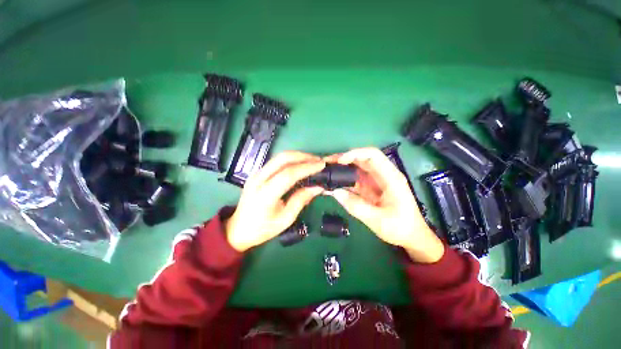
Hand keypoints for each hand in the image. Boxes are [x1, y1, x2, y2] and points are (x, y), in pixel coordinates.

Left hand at [225, 151, 325, 251]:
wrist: (238, 229)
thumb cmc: (262, 229)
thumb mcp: (285, 219)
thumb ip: (301, 200)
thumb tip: (318, 187)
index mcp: (265, 194)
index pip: (288, 174)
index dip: (306, 168)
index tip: (321, 165)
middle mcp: (259, 179)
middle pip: (283, 159)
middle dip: (303, 156)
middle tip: (318, 160)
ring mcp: (256, 174)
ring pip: (279, 157)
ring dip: (297, 156)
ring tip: (312, 161)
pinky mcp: (257, 173)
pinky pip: (276, 161)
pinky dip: (291, 160)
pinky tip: (300, 164)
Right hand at [325, 147, 443, 262]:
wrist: (411, 237)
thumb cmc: (400, 228)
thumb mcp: (377, 219)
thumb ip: (355, 206)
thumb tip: (335, 192)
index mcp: (391, 177)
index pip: (373, 155)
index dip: (355, 153)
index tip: (339, 161)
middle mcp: (383, 175)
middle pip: (362, 159)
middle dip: (344, 159)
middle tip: (326, 164)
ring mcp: (375, 181)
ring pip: (357, 169)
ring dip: (342, 169)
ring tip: (326, 172)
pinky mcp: (370, 189)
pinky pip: (355, 181)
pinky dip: (344, 181)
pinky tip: (333, 184)